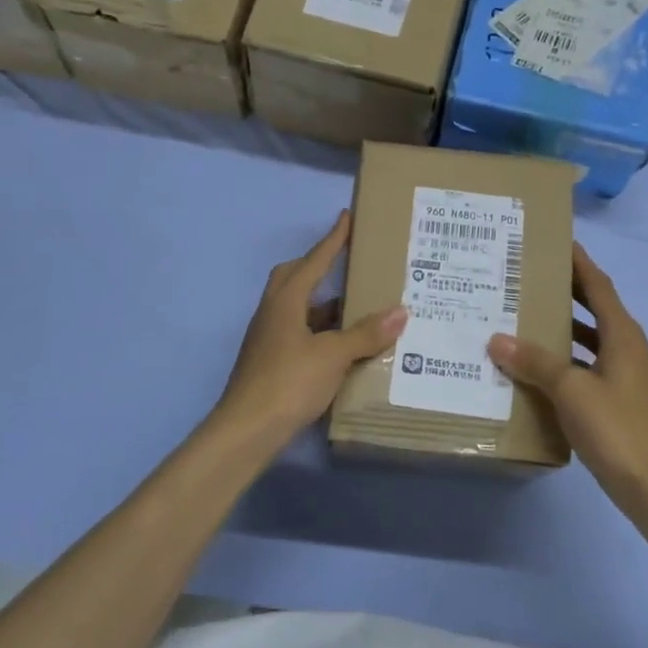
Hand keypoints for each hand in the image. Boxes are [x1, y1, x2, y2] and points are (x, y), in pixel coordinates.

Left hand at [214, 211, 406, 447]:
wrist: (247, 430)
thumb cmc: (289, 382)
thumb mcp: (333, 356)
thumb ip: (366, 333)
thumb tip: (400, 311)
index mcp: (285, 301)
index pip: (313, 261)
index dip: (332, 240)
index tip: (346, 217)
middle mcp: (273, 313)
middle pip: (294, 278)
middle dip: (319, 267)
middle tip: (347, 265)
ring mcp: (268, 340)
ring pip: (298, 310)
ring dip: (324, 306)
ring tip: (358, 309)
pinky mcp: (270, 363)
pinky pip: (299, 334)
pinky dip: (320, 333)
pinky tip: (342, 347)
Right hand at [488, 244, 647, 508]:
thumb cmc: (615, 427)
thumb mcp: (570, 389)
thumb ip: (534, 362)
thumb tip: (497, 339)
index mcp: (623, 335)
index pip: (599, 286)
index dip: (579, 262)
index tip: (557, 241)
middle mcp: (628, 348)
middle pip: (596, 308)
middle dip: (568, 290)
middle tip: (531, 276)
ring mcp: (625, 375)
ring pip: (591, 338)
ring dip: (565, 326)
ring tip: (527, 316)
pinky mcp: (617, 399)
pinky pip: (588, 365)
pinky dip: (566, 359)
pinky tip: (538, 367)